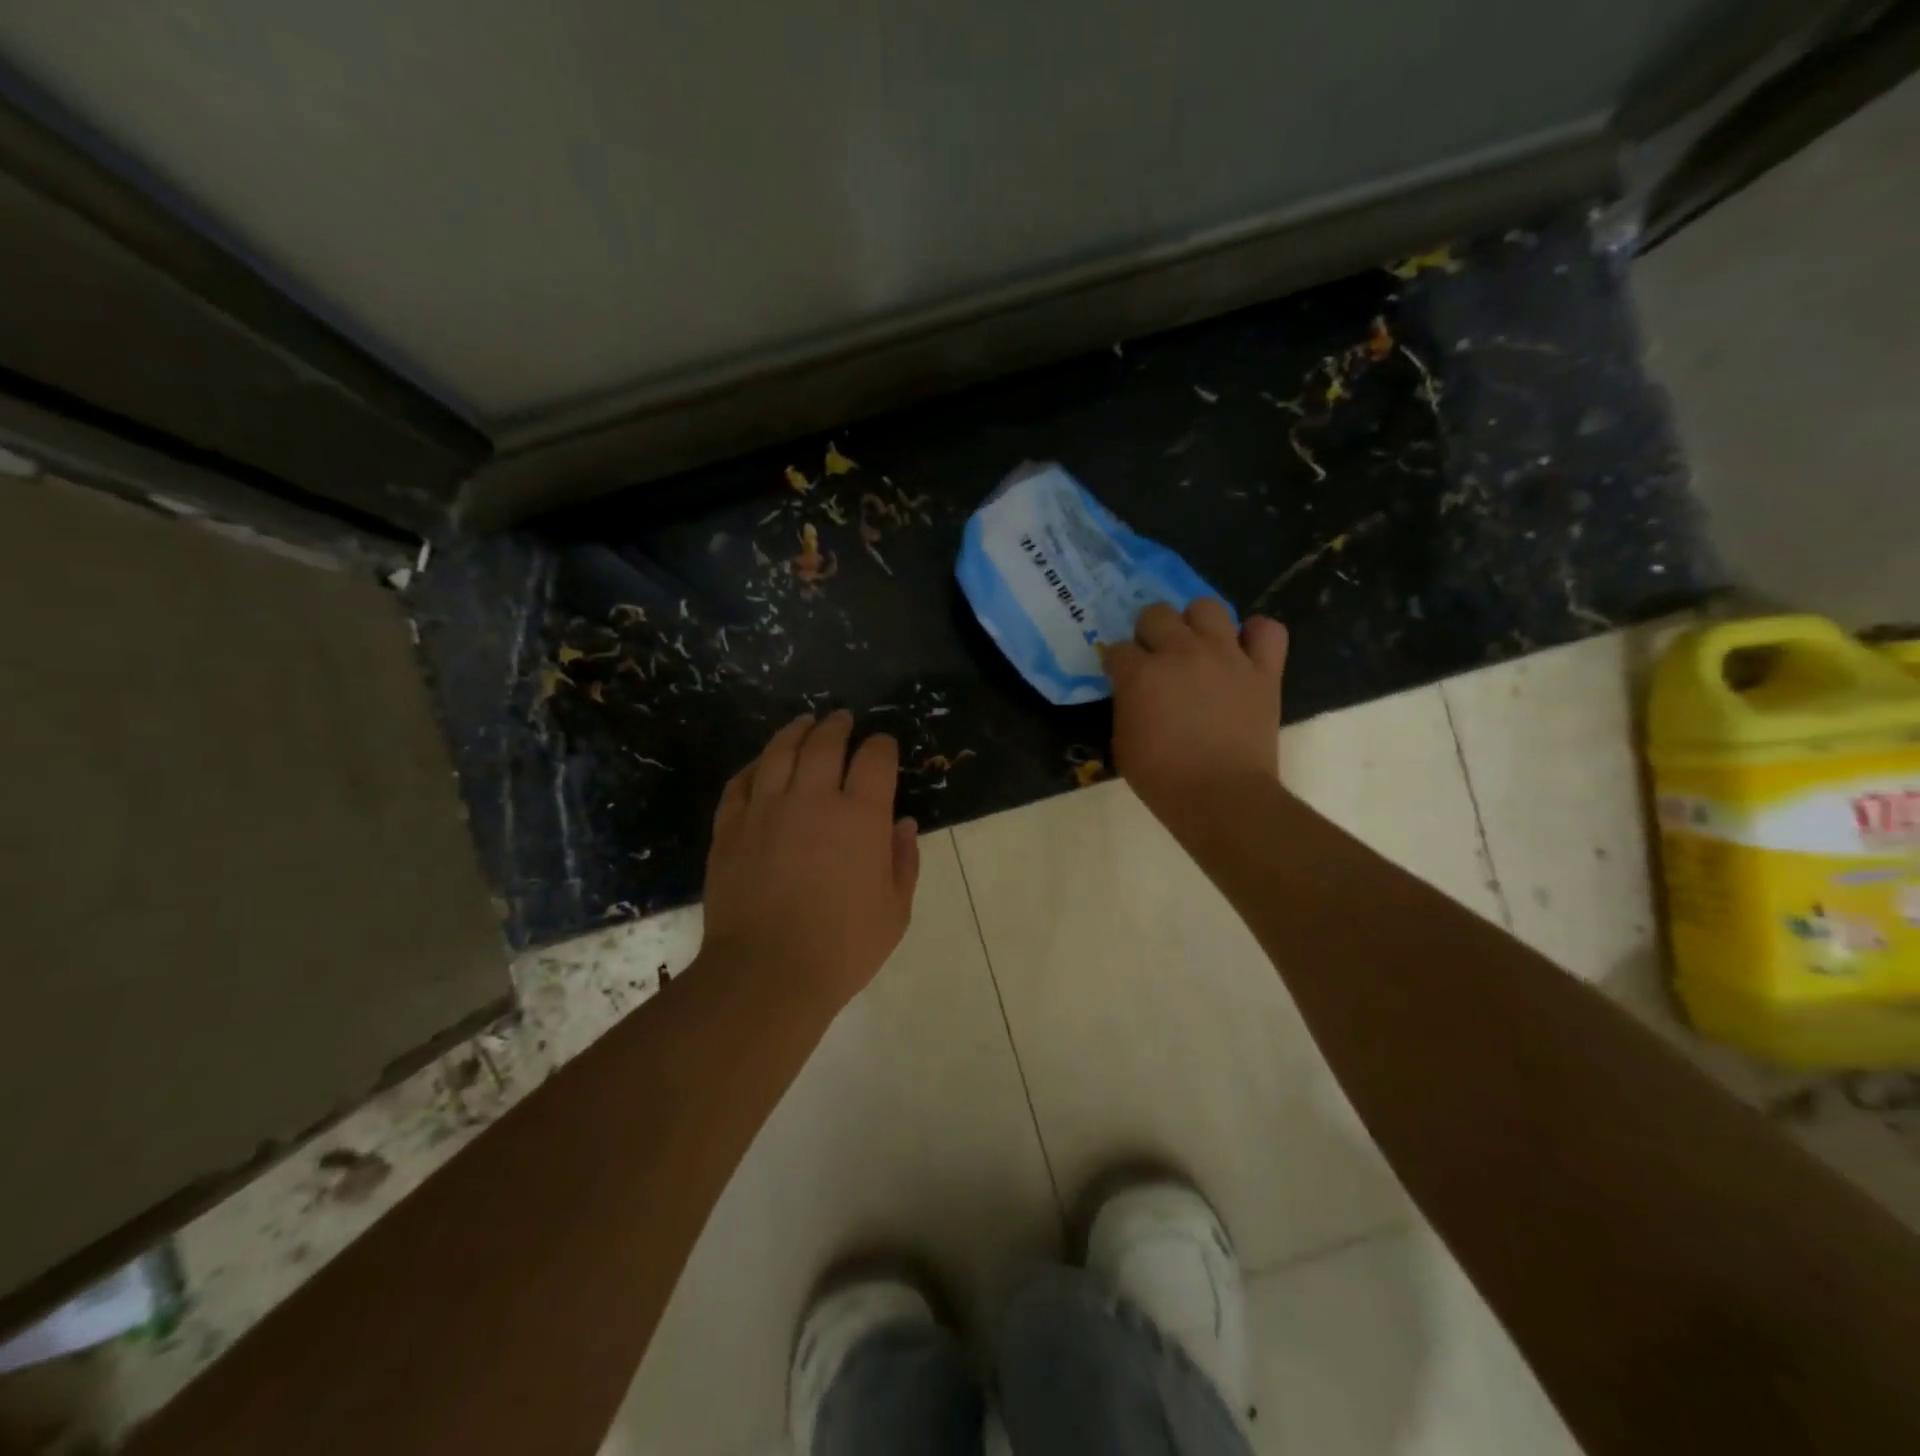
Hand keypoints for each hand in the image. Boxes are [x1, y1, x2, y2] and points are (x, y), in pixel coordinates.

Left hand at [702, 711, 920, 1012]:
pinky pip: (740, 782)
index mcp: (859, 816)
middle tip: (842, 719)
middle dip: (837, 726)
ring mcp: (765, 809)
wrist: (766, 973)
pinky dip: (754, 766)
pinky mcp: (730, 827)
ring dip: (795, 731)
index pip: (874, 758)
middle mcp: (812, 799)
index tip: (883, 746)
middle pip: (824, 743)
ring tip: (804, 723)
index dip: (881, 745)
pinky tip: (761, 764)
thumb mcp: (895, 911)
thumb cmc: (842, 947)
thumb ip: (904, 861)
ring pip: (779, 752)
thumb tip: (902, 824)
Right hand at [1104, 600, 1289, 831]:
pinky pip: (1267, 630)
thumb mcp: (1124, 742)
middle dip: (1149, 633)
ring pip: (1207, 607)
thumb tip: (1134, 693)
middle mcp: (1181, 652)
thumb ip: (1127, 706)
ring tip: (1197, 646)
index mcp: (1141, 673)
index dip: (1118, 663)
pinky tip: (1244, 650)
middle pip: (1156, 614)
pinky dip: (1256, 635)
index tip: (1122, 678)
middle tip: (1155, 658)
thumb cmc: (1162, 778)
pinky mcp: (1262, 670)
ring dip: (1196, 623)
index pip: (1118, 649)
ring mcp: (1225, 656)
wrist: (1221, 796)